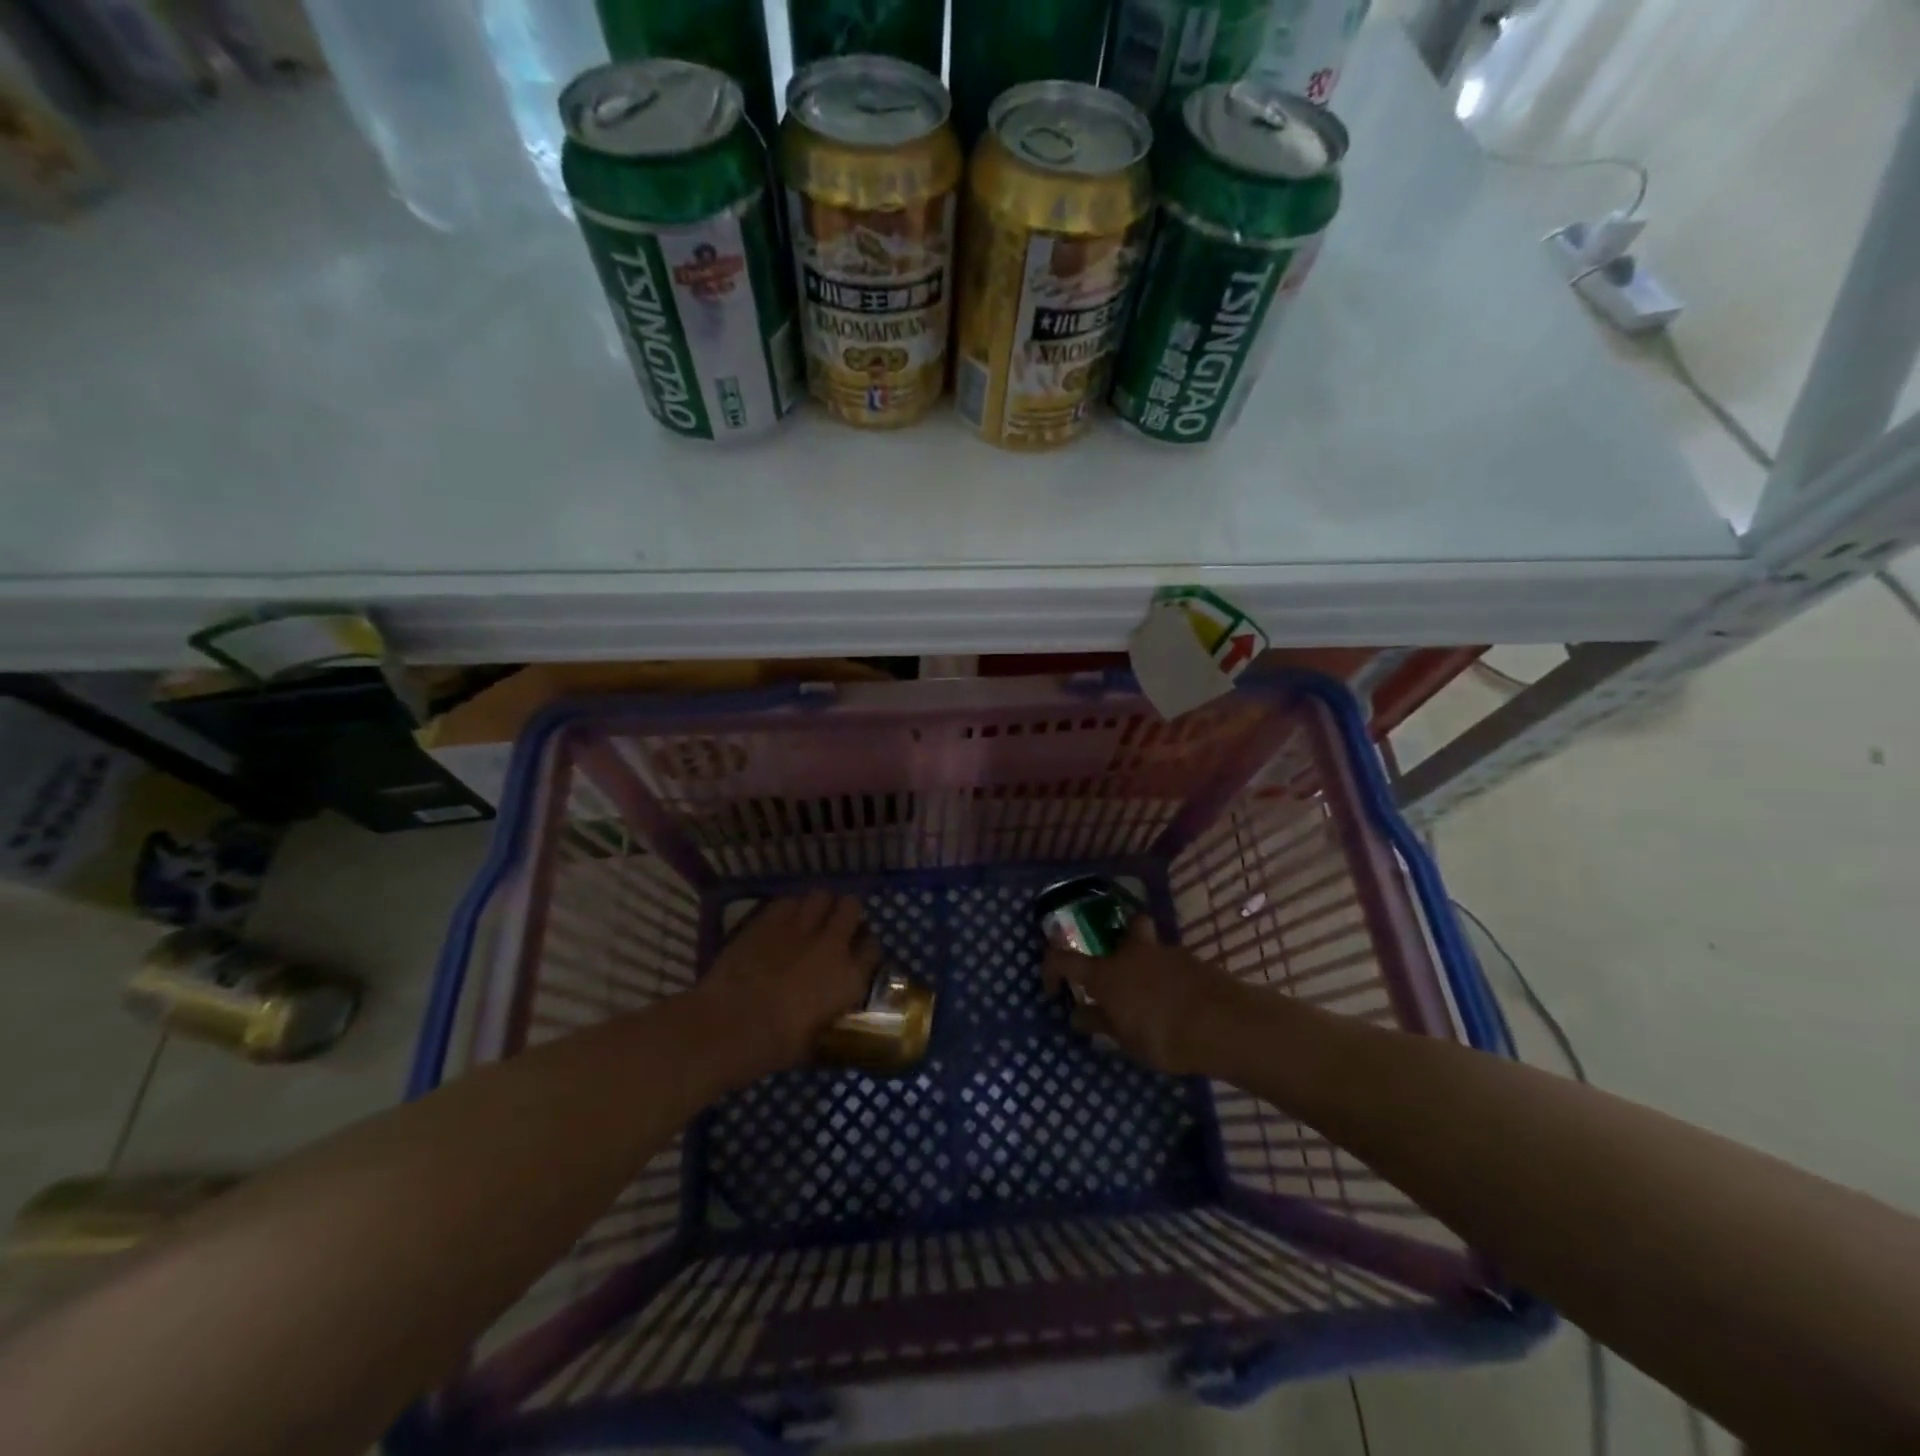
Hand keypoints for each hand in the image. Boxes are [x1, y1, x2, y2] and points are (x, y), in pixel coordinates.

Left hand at [697, 892, 880, 1075]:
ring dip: (818, 906)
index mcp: (849, 979)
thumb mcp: (814, 1041)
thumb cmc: (773, 1046)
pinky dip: (789, 908)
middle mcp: (832, 945)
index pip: (871, 948)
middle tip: (833, 927)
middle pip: (851, 908)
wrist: (728, 1027)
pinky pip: (788, 901)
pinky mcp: (769, 919)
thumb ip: (828, 1016)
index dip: (863, 948)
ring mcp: (800, 927)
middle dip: (845, 914)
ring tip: (808, 919)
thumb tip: (828, 1012)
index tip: (854, 953)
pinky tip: (781, 922)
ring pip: (821, 896)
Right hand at [1042, 916, 1241, 1075]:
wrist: (1221, 1024)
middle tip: (1123, 972)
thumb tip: (1077, 1015)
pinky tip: (1181, 1005)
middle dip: (1122, 942)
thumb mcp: (1124, 1039)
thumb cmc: (1162, 1035)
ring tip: (1158, 1000)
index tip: (1054, 988)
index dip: (1052, 969)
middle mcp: (1131, 953)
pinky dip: (1173, 979)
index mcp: (1106, 973)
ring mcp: (1166, 953)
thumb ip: (1100, 1023)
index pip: (1063, 959)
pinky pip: (1175, 964)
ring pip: (1153, 947)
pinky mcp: (1194, 962)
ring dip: (1150, 965)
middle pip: (1125, 930)